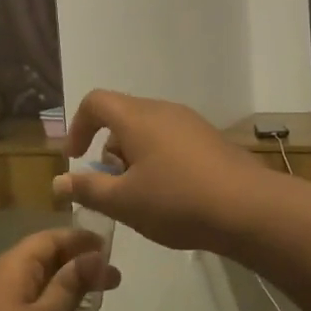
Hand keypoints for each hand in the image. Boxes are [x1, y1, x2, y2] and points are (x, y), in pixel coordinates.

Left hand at [0, 228, 118, 310]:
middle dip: (78, 268)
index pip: (48, 239)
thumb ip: (71, 285)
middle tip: (114, 281)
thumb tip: (93, 256)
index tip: (110, 248)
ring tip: (100, 307)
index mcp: (8, 268)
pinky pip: (26, 309)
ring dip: (68, 292)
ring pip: (36, 287)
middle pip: (42, 261)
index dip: (79, 240)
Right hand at [54, 89, 267, 253]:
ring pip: (148, 131)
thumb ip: (88, 188)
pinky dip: (159, 161)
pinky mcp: (211, 140)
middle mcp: (164, 110)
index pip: (95, 101)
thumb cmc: (177, 201)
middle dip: (108, 150)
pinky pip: (172, 141)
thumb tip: (60, 181)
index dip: (78, 126)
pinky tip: (171, 197)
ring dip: (134, 158)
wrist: (249, 209)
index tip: (76, 158)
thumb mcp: (124, 202)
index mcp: (137, 117)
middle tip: (111, 187)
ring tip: (141, 197)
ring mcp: (191, 123)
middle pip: (123, 117)